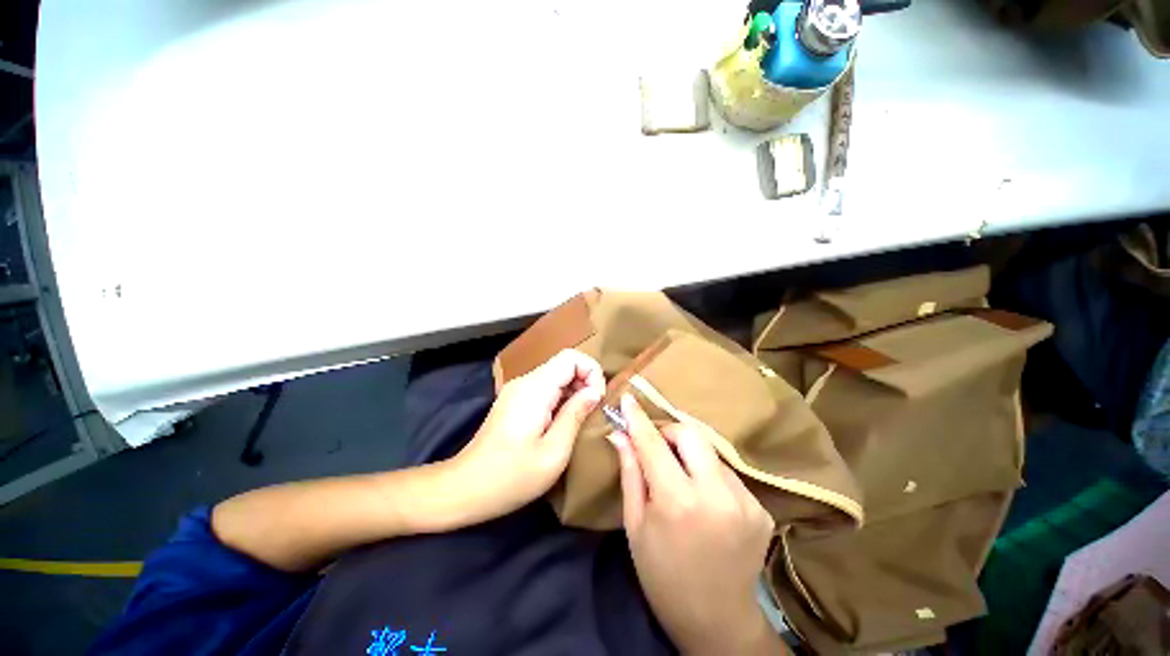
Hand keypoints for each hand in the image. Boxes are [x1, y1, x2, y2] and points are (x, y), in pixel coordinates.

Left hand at [447, 349, 604, 525]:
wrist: (465, 489)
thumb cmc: (511, 477)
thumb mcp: (553, 452)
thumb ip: (576, 415)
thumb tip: (594, 392)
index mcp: (535, 389)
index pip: (571, 357)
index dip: (592, 372)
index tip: (597, 400)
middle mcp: (525, 381)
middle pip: (564, 364)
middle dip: (586, 382)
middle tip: (593, 411)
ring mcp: (518, 390)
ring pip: (556, 375)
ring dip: (575, 391)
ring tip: (581, 418)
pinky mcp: (515, 401)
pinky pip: (546, 388)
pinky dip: (562, 398)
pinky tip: (563, 421)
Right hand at [608, 394, 784, 655]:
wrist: (716, 622)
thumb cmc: (662, 575)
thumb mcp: (636, 525)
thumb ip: (630, 473)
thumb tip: (619, 435)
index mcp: (678, 502)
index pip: (653, 443)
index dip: (638, 418)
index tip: (628, 398)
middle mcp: (716, 495)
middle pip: (691, 435)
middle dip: (669, 431)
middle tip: (656, 444)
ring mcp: (745, 501)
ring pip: (710, 452)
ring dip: (690, 455)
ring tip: (680, 477)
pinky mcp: (760, 509)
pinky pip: (727, 474)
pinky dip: (709, 475)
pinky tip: (703, 499)